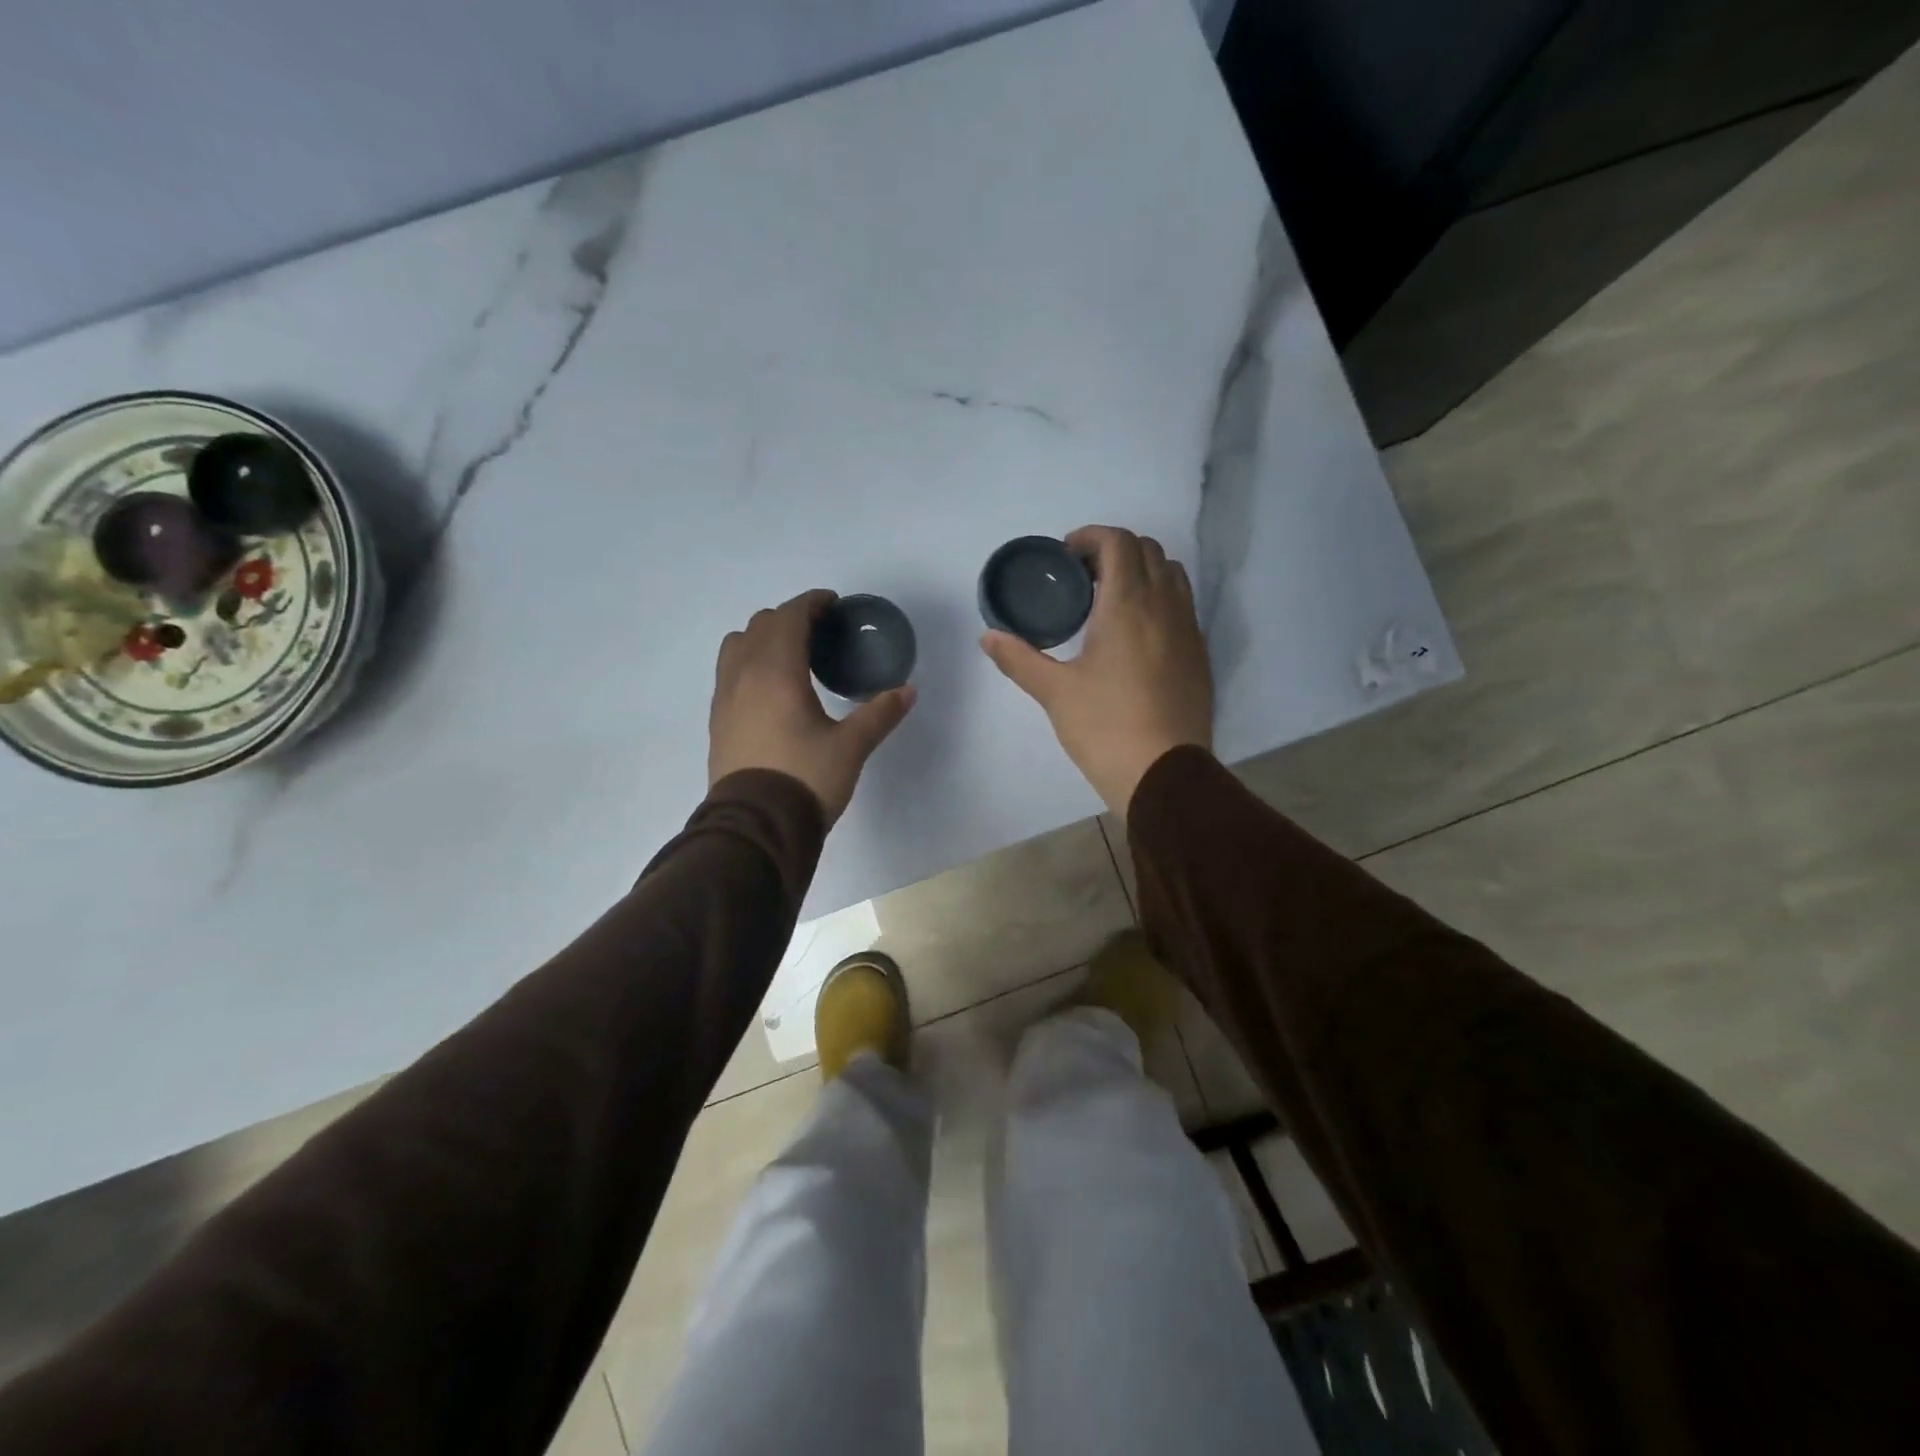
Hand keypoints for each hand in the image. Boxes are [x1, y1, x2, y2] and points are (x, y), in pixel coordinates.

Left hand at [709, 590, 916, 821]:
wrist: (756, 826)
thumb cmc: (805, 779)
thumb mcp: (851, 746)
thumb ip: (879, 714)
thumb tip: (908, 691)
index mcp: (776, 671)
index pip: (789, 617)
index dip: (811, 603)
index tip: (833, 605)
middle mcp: (743, 675)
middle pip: (760, 625)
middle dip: (789, 619)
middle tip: (819, 632)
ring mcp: (725, 697)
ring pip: (737, 646)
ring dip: (762, 638)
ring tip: (789, 656)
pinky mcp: (718, 721)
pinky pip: (729, 673)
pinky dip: (749, 663)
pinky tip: (770, 690)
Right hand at [981, 525, 1212, 815]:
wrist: (1163, 773)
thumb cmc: (1104, 727)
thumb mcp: (1054, 692)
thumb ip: (1019, 658)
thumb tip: (987, 636)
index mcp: (1127, 604)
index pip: (1118, 542)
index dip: (1090, 537)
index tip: (1066, 556)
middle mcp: (1164, 605)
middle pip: (1148, 549)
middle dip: (1114, 550)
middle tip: (1083, 578)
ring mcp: (1188, 629)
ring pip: (1171, 574)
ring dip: (1141, 571)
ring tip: (1111, 600)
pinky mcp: (1199, 655)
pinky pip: (1182, 606)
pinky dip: (1159, 599)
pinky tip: (1135, 635)